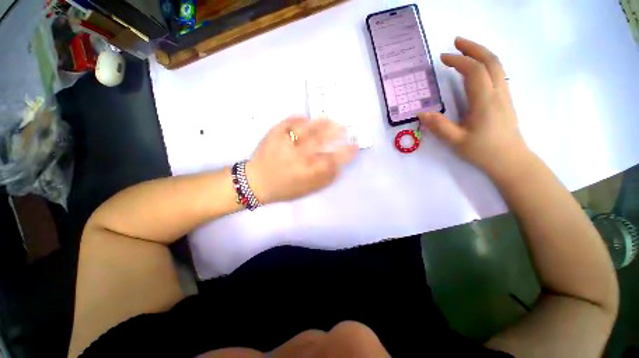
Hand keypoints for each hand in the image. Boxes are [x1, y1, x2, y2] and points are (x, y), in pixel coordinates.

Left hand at [246, 117, 357, 203]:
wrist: (256, 183)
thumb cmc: (284, 189)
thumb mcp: (306, 190)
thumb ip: (324, 180)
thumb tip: (338, 167)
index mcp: (306, 171)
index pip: (332, 160)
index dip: (346, 153)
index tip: (354, 146)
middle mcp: (297, 156)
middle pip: (320, 140)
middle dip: (335, 132)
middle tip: (343, 128)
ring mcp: (284, 143)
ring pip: (306, 128)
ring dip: (320, 122)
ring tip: (328, 118)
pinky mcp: (273, 134)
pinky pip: (288, 122)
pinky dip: (299, 118)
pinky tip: (306, 118)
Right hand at [419, 37, 530, 175]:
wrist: (510, 160)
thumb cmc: (483, 151)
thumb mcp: (456, 141)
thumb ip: (438, 126)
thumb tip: (421, 113)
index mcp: (485, 101)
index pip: (473, 71)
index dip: (458, 61)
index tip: (442, 58)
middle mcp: (498, 92)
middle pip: (490, 61)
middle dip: (473, 48)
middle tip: (456, 42)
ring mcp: (505, 94)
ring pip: (497, 65)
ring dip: (481, 53)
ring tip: (465, 50)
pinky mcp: (505, 99)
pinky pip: (498, 74)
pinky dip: (486, 64)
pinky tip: (477, 68)